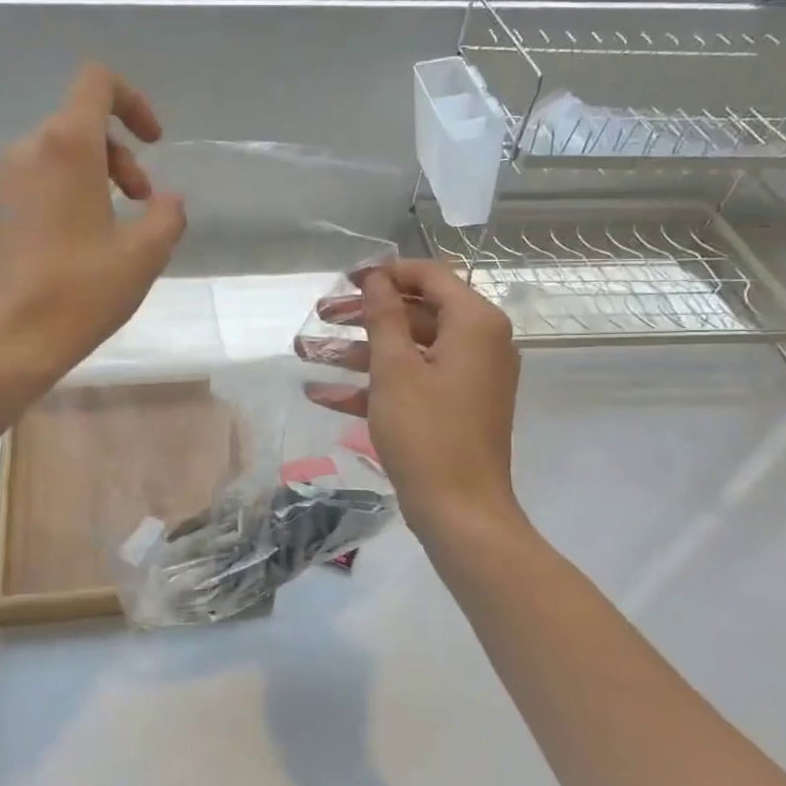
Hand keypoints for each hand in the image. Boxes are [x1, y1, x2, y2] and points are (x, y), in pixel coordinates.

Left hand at [0, 64, 185, 384]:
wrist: (6, 340)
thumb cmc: (79, 291)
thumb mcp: (144, 254)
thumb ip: (168, 216)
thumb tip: (166, 201)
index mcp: (65, 146)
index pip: (97, 83)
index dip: (133, 102)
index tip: (154, 143)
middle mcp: (29, 150)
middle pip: (83, 123)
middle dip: (123, 155)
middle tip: (142, 201)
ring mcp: (7, 181)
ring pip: (63, 153)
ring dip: (101, 176)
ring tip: (120, 227)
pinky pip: (43, 180)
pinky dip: (74, 193)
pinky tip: (88, 243)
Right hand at [303, 260, 519, 533]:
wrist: (461, 512)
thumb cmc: (426, 432)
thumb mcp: (395, 369)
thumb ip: (383, 316)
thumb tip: (376, 276)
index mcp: (475, 323)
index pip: (429, 276)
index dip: (385, 272)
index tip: (345, 278)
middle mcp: (479, 343)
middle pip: (415, 312)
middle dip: (363, 315)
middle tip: (320, 313)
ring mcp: (468, 377)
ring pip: (408, 349)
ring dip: (358, 351)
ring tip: (306, 352)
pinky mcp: (455, 407)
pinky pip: (413, 382)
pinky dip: (374, 385)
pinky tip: (322, 394)